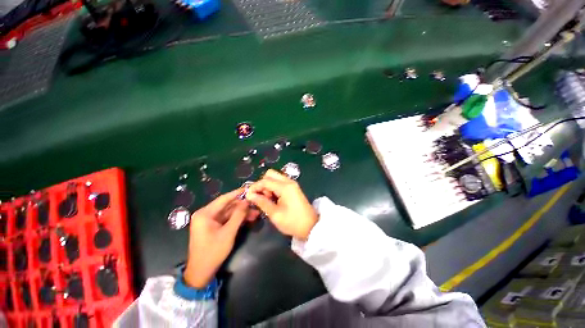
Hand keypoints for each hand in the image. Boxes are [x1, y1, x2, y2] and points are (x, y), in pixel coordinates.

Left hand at [184, 189, 259, 287]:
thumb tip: (246, 202)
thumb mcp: (228, 233)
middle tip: (256, 204)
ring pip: (229, 212)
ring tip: (256, 213)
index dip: (237, 193)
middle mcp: (206, 214)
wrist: (201, 272)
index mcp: (205, 214)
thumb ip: (238, 215)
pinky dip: (237, 219)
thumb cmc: (213, 252)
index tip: (248, 188)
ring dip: (242, 213)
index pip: (224, 199)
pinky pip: (227, 219)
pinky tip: (249, 218)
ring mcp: (209, 221)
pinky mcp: (213, 226)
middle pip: (227, 206)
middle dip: (242, 206)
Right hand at [246, 170, 317, 239]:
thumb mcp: (275, 214)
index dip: (254, 187)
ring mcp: (292, 183)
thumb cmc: (293, 222)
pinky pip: (280, 182)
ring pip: (275, 177)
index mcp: (285, 187)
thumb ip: (262, 202)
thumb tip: (249, 195)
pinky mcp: (293, 188)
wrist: (311, 226)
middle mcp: (288, 181)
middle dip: (262, 184)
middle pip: (270, 174)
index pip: (265, 181)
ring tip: (268, 200)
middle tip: (261, 197)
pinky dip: (274, 187)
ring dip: (268, 186)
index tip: (248, 196)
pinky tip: (274, 199)